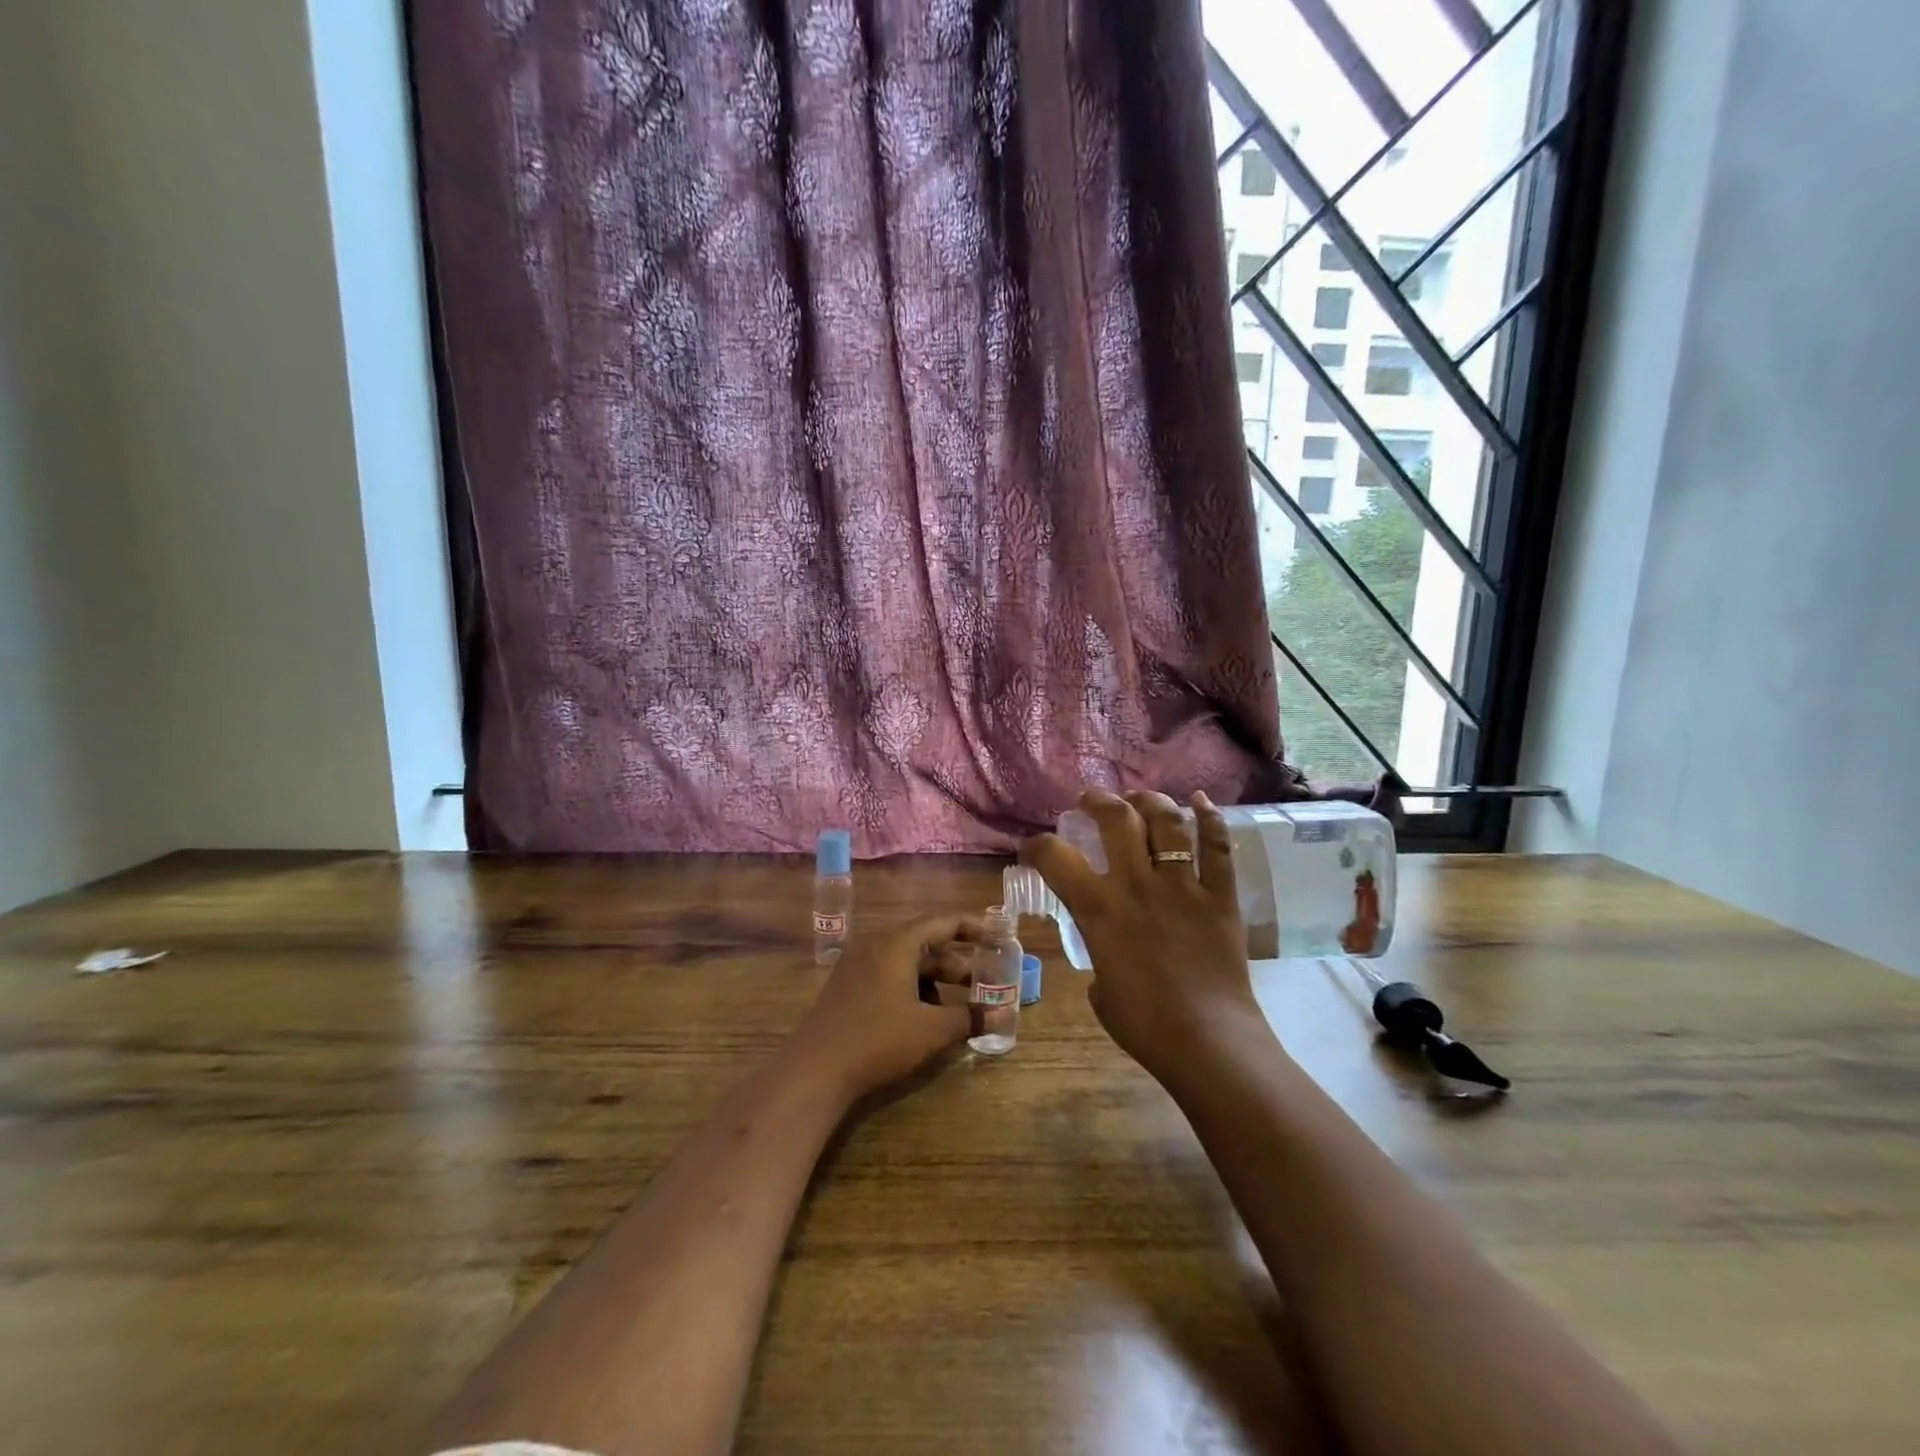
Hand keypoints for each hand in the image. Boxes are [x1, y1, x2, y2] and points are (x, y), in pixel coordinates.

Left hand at [793, 915, 981, 1100]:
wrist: (814, 1071)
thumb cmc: (878, 1040)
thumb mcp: (931, 1030)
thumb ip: (969, 1018)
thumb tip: (1002, 1015)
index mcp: (896, 942)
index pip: (942, 921)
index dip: (973, 926)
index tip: (998, 934)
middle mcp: (876, 945)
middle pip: (925, 942)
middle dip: (957, 960)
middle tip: (985, 977)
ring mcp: (858, 965)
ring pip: (907, 962)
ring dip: (936, 979)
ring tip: (960, 1004)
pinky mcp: (848, 987)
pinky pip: (890, 976)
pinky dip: (913, 988)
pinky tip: (926, 1017)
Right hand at [1021, 789, 1261, 1082]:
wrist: (1208, 1043)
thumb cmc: (1144, 1025)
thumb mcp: (1101, 990)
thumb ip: (1099, 956)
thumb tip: (1108, 952)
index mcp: (1100, 909)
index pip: (1054, 857)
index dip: (1036, 845)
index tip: (1033, 848)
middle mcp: (1138, 884)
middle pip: (1117, 818)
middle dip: (1099, 801)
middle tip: (1092, 802)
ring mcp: (1183, 886)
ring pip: (1168, 822)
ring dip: (1151, 801)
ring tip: (1141, 799)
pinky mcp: (1221, 897)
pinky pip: (1219, 848)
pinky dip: (1211, 820)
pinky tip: (1201, 803)